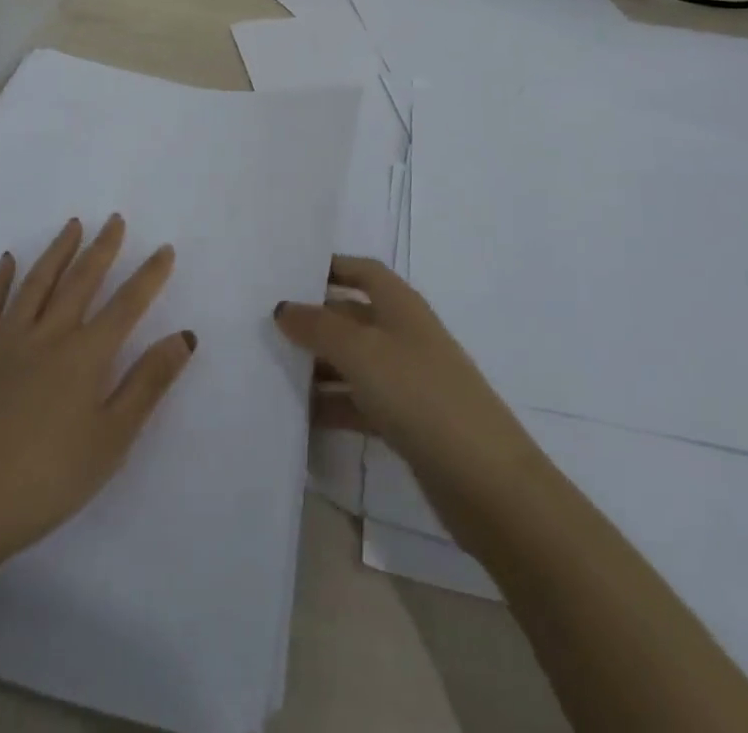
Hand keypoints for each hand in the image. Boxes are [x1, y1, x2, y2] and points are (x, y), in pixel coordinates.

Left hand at [0, 215, 194, 581]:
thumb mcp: (110, 442)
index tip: (164, 249)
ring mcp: (3, 344)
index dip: (149, 276)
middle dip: (102, 249)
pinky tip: (7, 261)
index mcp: (84, 357)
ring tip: (73, 225)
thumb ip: (148, 384)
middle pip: (80, 282)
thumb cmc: (43, 484)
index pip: (126, 305)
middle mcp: (46, 336)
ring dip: (58, 252)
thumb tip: (185, 336)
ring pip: (36, 284)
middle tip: (115, 220)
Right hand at [274, 257, 555, 547]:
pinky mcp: (405, 421)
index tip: (286, 274)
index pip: (362, 271)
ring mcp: (406, 379)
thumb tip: (283, 307)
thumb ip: (320, 327)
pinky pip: (359, 402)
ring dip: (318, 365)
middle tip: (264, 327)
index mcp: (400, 305)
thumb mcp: (363, 352)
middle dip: (314, 320)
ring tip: (271, 371)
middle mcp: (403, 334)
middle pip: (352, 316)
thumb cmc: (420, 395)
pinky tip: (299, 416)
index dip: (329, 267)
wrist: (484, 479)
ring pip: (353, 361)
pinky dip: (332, 405)